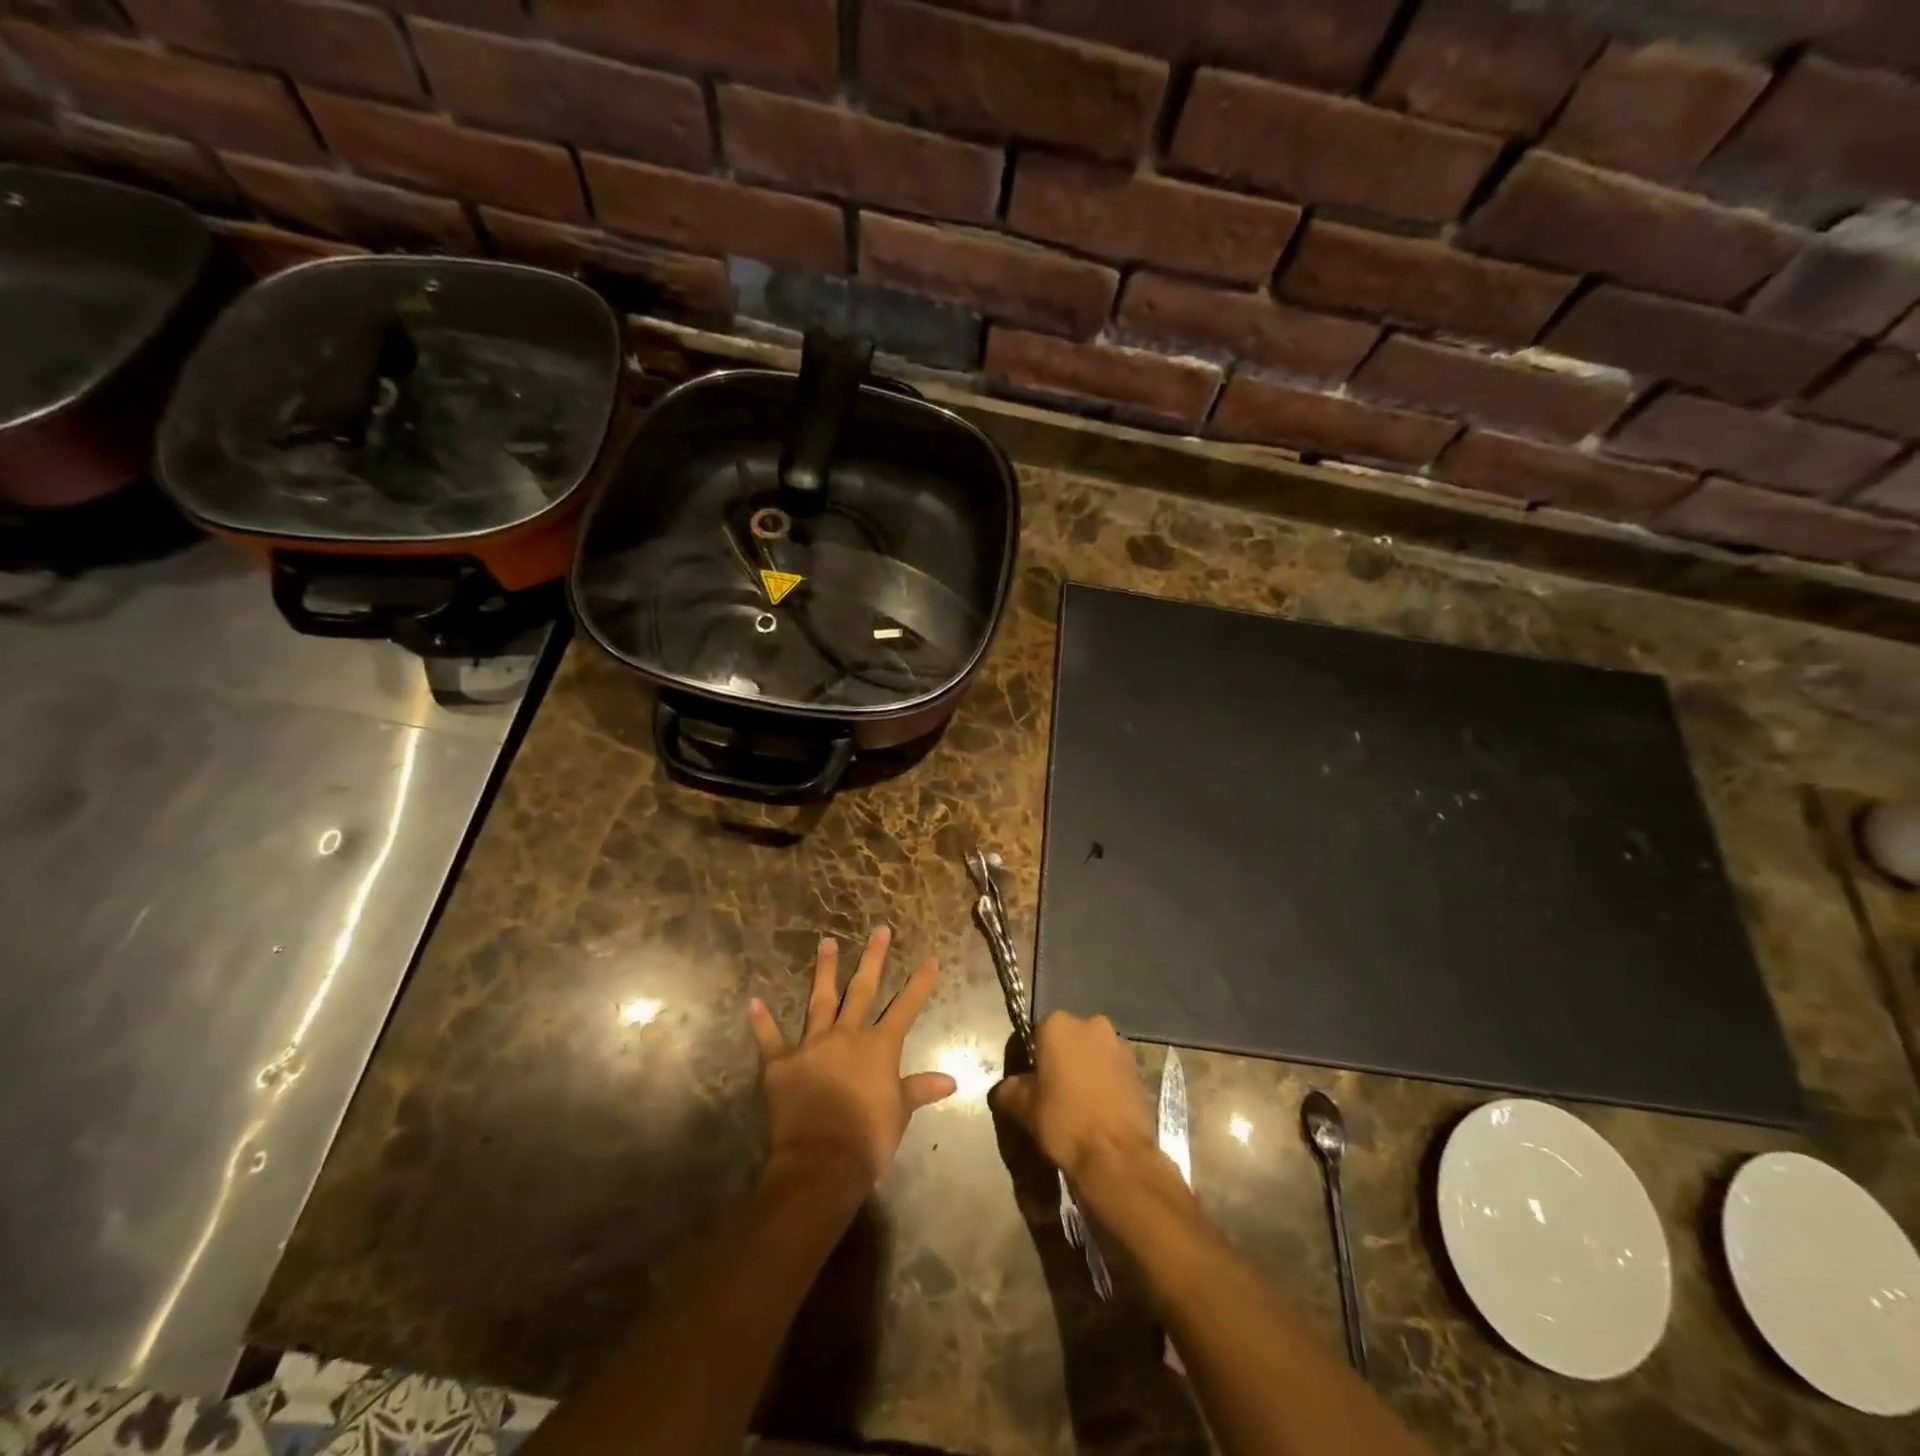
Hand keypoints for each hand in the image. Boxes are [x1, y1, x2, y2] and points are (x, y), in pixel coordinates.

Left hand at [749, 927, 955, 1191]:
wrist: (821, 1161)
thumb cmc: (868, 1138)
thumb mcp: (900, 1113)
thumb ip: (920, 1089)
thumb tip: (951, 1081)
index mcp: (878, 1046)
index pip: (905, 1007)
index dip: (920, 984)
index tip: (931, 958)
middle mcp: (846, 1035)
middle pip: (862, 990)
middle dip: (873, 958)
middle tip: (879, 930)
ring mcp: (812, 1045)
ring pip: (820, 1001)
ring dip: (823, 971)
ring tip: (826, 942)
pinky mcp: (782, 1064)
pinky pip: (770, 1039)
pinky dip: (762, 1022)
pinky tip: (754, 1002)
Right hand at [989, 1011, 1156, 1182]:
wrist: (1117, 1156)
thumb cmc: (1064, 1121)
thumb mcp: (1024, 1108)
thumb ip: (1010, 1090)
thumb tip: (1004, 1090)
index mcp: (1058, 1024)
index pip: (1034, 1033)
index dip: (1028, 1057)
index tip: (1026, 1082)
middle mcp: (1091, 1024)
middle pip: (1067, 1039)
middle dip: (1059, 1059)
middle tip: (1050, 1092)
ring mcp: (1119, 1045)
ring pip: (1092, 1053)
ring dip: (1084, 1069)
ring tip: (1076, 1103)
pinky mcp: (1139, 1069)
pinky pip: (1112, 1070)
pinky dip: (1104, 1083)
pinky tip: (1097, 1110)